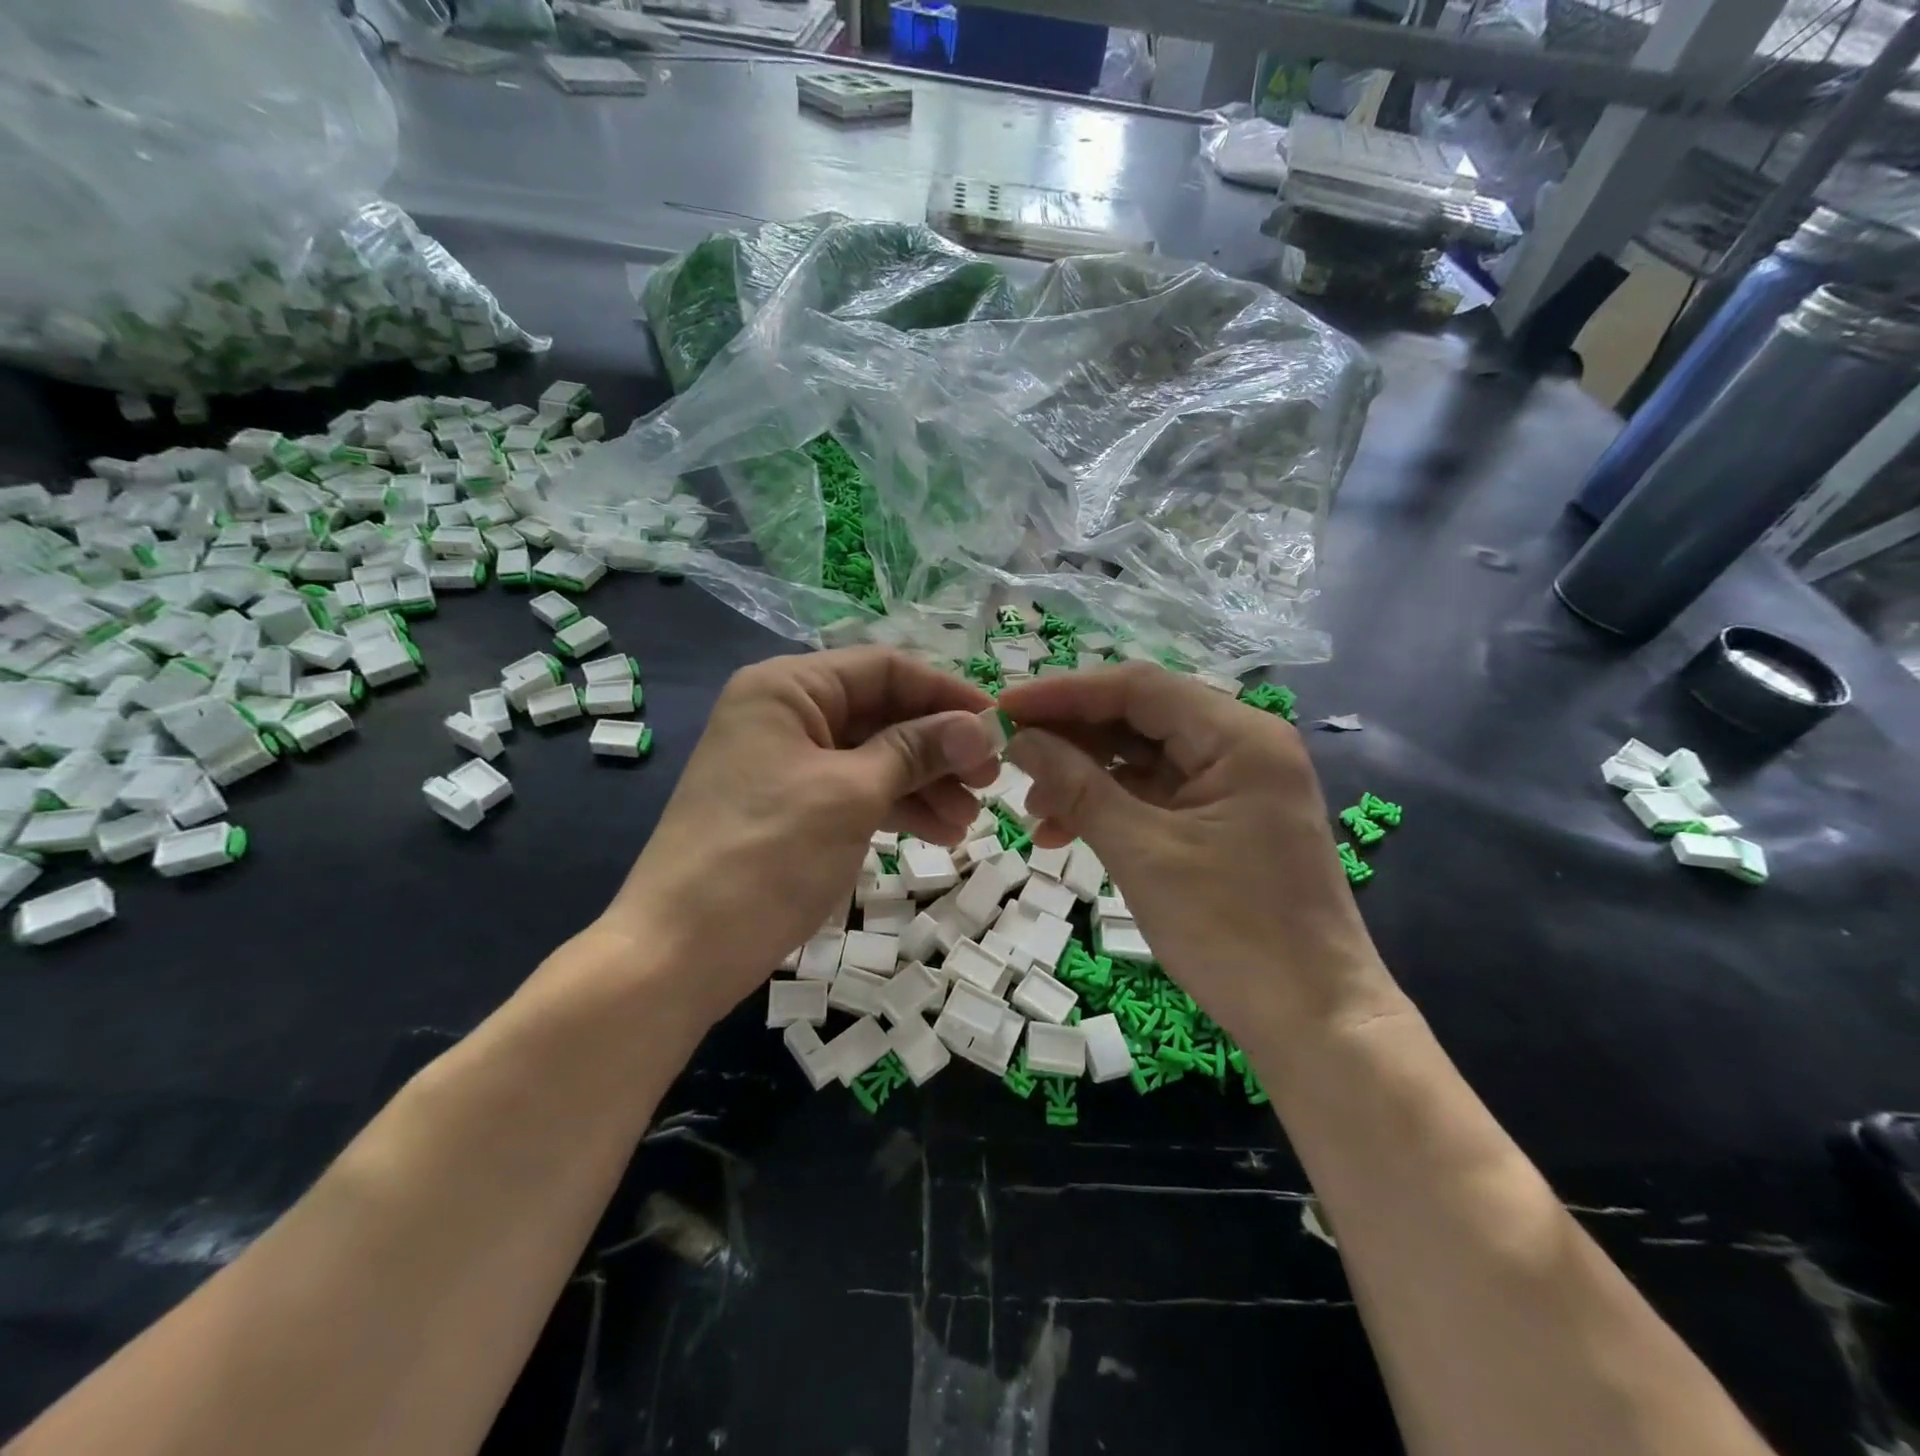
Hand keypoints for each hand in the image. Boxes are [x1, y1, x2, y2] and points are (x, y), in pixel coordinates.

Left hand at [600, 648, 998, 1028]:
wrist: (680, 951)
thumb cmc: (768, 855)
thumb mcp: (851, 794)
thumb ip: (917, 751)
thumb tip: (981, 727)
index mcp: (788, 688)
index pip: (885, 669)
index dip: (946, 694)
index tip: (1000, 726)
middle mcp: (786, 713)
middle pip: (882, 713)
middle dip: (939, 746)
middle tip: (991, 781)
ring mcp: (788, 763)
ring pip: (874, 756)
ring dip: (924, 783)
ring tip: (969, 820)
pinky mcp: (792, 806)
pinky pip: (856, 791)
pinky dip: (896, 808)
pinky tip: (938, 833)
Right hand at [998, 664, 1400, 1050]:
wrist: (1314, 1021)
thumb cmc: (1232, 931)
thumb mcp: (1142, 852)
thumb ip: (1077, 786)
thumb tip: (1020, 740)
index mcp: (1239, 737)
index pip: (1138, 688)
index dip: (1065, 693)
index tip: (1004, 708)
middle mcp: (1243, 745)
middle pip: (1140, 717)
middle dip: (1072, 737)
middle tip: (1011, 757)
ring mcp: (1237, 783)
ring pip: (1144, 756)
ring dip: (1086, 776)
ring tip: (1034, 808)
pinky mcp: (1226, 819)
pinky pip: (1157, 793)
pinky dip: (1111, 806)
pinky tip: (1066, 831)